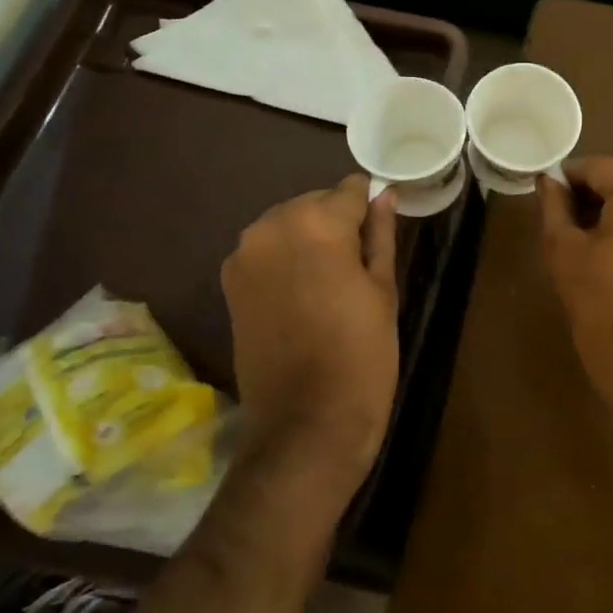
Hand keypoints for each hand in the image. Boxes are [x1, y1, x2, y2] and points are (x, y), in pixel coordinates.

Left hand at [221, 175, 399, 486]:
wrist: (306, 422)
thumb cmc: (361, 354)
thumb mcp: (382, 290)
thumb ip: (381, 235)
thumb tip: (383, 195)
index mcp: (316, 223)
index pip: (350, 190)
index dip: (369, 206)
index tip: (381, 228)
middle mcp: (271, 227)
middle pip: (314, 203)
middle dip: (337, 222)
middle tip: (359, 263)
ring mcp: (244, 255)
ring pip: (287, 226)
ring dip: (309, 240)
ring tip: (331, 282)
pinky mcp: (230, 283)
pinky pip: (266, 252)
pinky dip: (285, 260)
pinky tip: (303, 295)